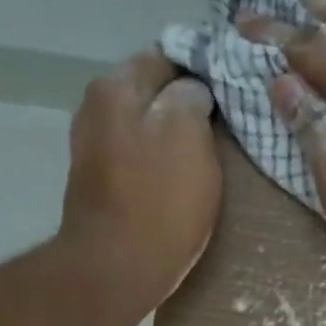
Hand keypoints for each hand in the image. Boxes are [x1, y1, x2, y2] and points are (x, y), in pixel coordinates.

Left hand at [60, 50, 220, 310]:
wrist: (116, 269)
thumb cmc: (159, 201)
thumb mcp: (188, 134)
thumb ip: (191, 96)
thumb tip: (192, 90)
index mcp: (115, 87)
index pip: (167, 56)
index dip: (203, 71)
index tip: (232, 92)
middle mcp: (94, 108)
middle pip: (152, 92)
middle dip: (186, 103)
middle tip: (226, 123)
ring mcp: (92, 148)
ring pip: (145, 125)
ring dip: (173, 134)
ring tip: (208, 151)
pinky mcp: (98, 183)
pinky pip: (137, 156)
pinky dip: (159, 160)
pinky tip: (181, 177)